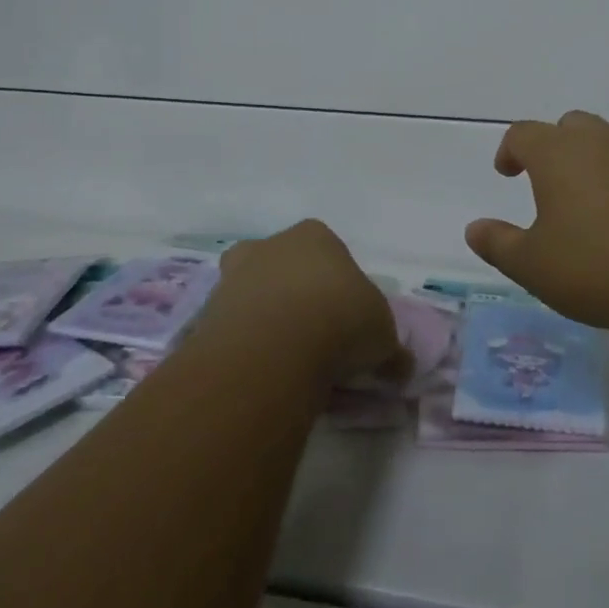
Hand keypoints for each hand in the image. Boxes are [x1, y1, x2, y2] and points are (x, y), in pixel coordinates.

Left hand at [209, 221, 407, 386]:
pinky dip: (248, 346)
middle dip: (299, 298)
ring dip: (269, 322)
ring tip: (290, 362)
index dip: (341, 288)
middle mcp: (270, 245)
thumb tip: (400, 366)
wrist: (275, 346)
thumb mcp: (383, 335)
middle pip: (286, 269)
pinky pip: (235, 328)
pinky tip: (265, 372)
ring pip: (256, 296)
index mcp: (315, 235)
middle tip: (317, 340)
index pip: (331, 254)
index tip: (349, 321)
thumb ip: (389, 348)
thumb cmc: (340, 319)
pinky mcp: (209, 312)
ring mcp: (234, 276)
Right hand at [465, 110, 608, 334]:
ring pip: (607, 143)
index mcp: (558, 153)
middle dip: (553, 148)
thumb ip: (498, 244)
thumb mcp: (534, 266)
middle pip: (568, 127)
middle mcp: (599, 141)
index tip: (507, 173)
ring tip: (589, 203)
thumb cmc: (600, 266)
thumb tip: (473, 228)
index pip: (522, 134)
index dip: (509, 150)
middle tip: (547, 183)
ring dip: (591, 162)